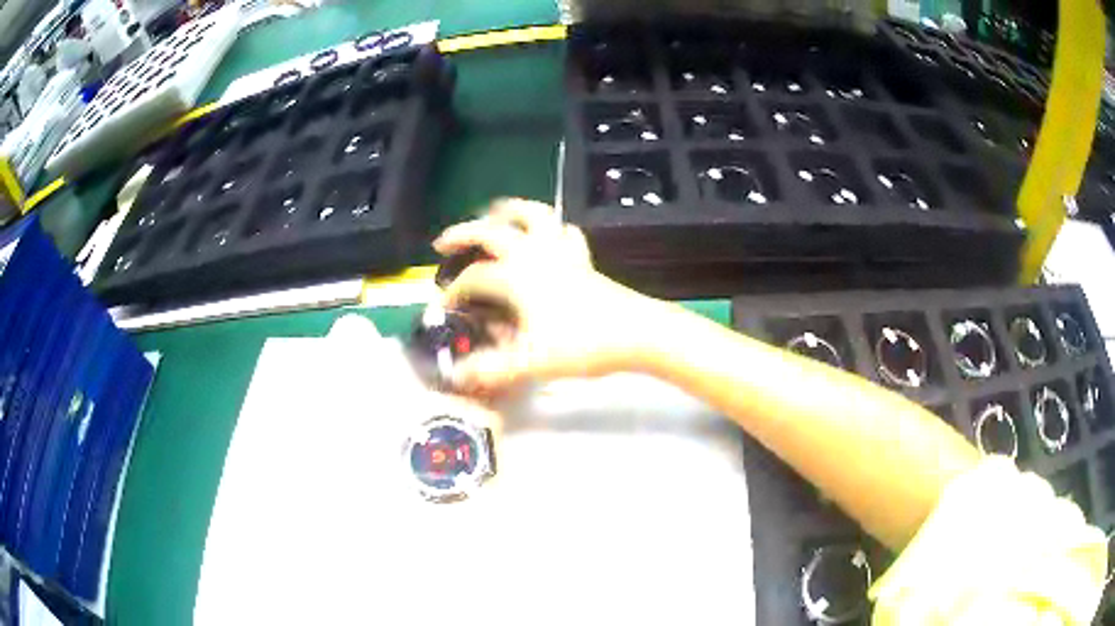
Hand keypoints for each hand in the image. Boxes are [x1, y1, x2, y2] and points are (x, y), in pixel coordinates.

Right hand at [434, 198, 658, 392]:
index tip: (443, 307)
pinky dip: (553, 228)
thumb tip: (457, 376)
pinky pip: (566, 232)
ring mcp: (561, 252)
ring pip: (533, 215)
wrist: (636, 333)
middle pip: (491, 232)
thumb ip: (491, 369)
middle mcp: (534, 254)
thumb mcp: (530, 362)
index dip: (453, 291)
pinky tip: (549, 236)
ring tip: (494, 214)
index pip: (474, 278)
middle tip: (443, 243)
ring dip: (509, 211)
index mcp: (516, 276)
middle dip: (463, 234)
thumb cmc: (581, 343)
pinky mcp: (583, 259)